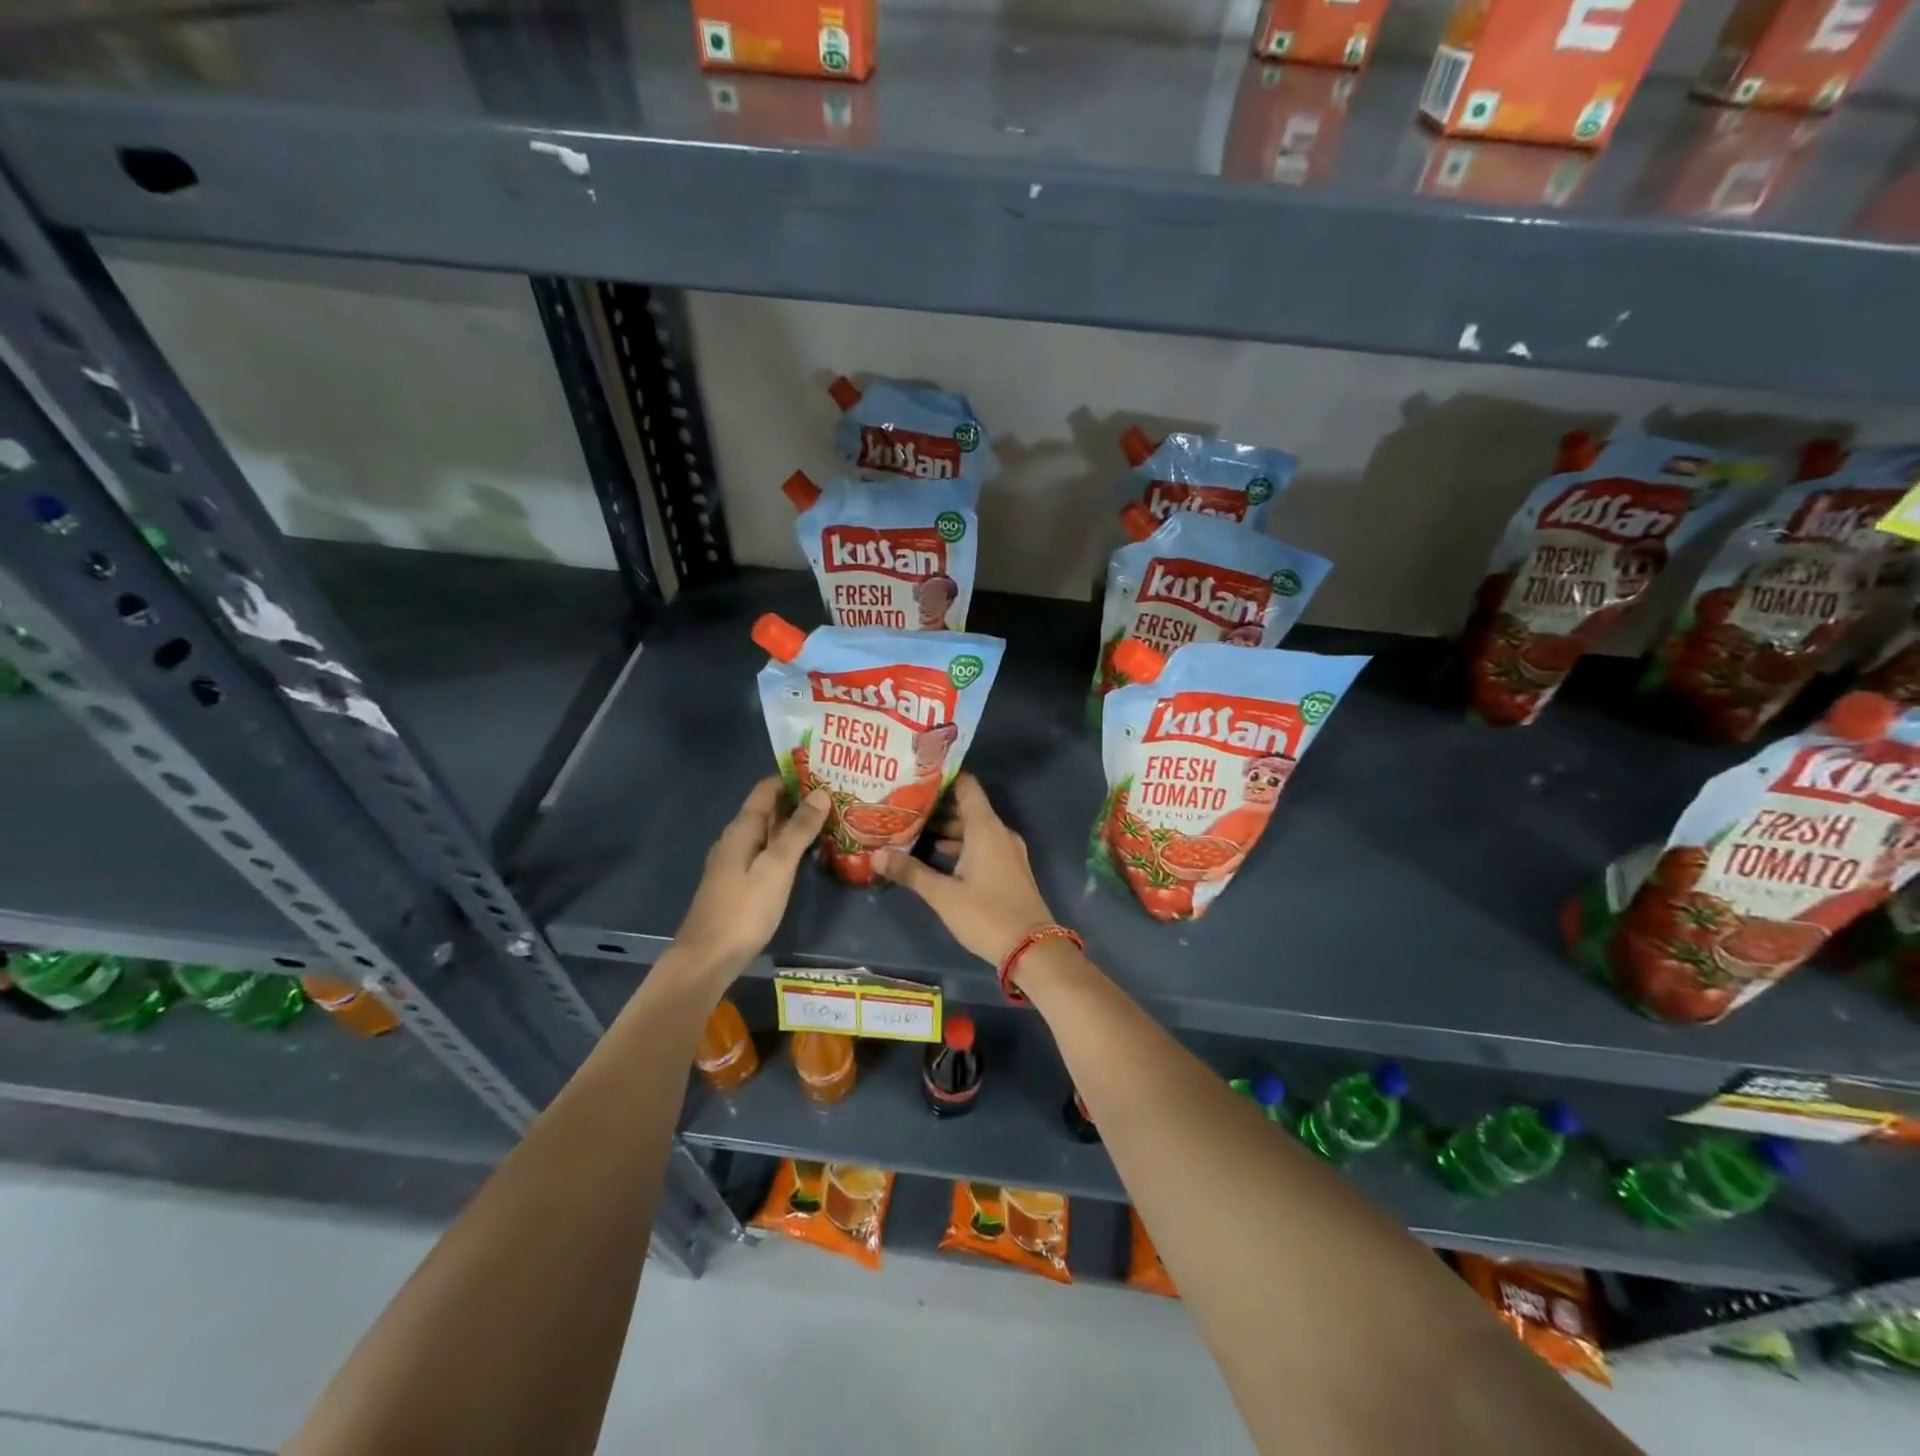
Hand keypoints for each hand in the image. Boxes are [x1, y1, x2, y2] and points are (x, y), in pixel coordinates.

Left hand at [673, 778, 829, 977]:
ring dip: (795, 824)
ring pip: (769, 832)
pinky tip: (808, 853)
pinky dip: (788, 846)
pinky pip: (768, 852)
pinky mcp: (741, 884)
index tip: (825, 771)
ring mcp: (736, 863)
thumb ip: (798, 830)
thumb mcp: (777, 867)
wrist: (707, 959)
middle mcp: (736, 839)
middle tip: (836, 794)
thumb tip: (821, 793)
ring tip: (831, 819)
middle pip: (768, 809)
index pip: (766, 789)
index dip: (793, 777)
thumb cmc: (743, 909)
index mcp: (742, 829)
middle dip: (799, 799)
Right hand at [877, 774, 1056, 964]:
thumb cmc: (986, 914)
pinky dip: (959, 846)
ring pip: (972, 829)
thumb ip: (910, 872)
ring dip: (946, 829)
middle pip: (966, 808)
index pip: (965, 786)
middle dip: (936, 807)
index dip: (942, 777)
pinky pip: (981, 845)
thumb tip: (876, 855)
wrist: (1032, 949)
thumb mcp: (943, 894)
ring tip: (911, 830)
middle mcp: (998, 832)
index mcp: (985, 828)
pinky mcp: (1008, 868)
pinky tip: (934, 855)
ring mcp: (1006, 851)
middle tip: (902, 805)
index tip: (915, 775)